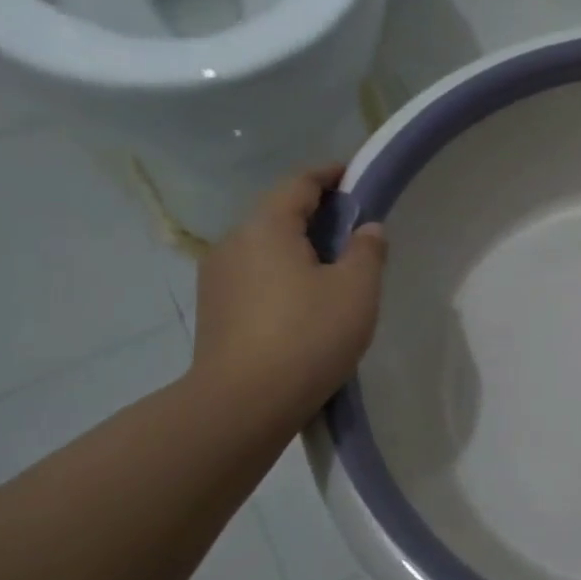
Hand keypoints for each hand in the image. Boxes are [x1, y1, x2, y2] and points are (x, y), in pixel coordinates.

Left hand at [187, 166, 386, 425]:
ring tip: (331, 269)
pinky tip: (302, 301)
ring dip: (297, 247)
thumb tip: (367, 230)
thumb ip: (367, 251)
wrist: (242, 405)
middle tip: (352, 229)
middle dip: (315, 214)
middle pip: (278, 213)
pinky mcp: (213, 311)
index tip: (354, 176)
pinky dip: (280, 274)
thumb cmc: (308, 336)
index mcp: (267, 227)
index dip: (329, 174)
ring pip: (264, 247)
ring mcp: (217, 278)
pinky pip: (254, 275)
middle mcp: (234, 243)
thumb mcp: (356, 290)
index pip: (299, 183)